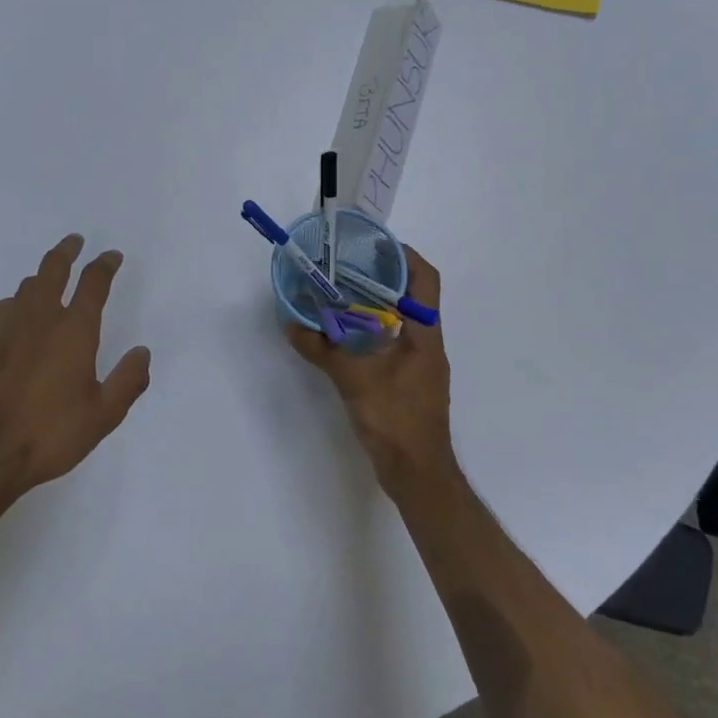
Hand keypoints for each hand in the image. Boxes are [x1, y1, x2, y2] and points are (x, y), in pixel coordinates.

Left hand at [0, 234, 152, 498]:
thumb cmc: (50, 434)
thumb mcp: (103, 415)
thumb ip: (128, 381)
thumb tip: (142, 352)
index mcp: (74, 330)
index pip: (93, 283)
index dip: (104, 265)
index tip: (112, 256)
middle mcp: (41, 318)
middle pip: (53, 269)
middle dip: (67, 251)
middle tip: (75, 241)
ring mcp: (7, 327)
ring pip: (27, 286)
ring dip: (42, 275)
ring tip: (50, 277)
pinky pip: (2, 308)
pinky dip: (14, 303)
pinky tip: (15, 315)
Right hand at [285, 247, 456, 497]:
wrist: (417, 473)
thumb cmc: (395, 419)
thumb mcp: (353, 379)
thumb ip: (322, 349)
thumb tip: (291, 324)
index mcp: (424, 334)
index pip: (424, 280)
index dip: (404, 255)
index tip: (372, 244)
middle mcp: (426, 343)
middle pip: (409, 296)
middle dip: (378, 277)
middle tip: (342, 266)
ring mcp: (418, 364)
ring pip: (398, 321)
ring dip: (371, 306)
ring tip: (336, 296)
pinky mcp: (406, 382)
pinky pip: (388, 344)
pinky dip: (367, 333)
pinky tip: (341, 337)